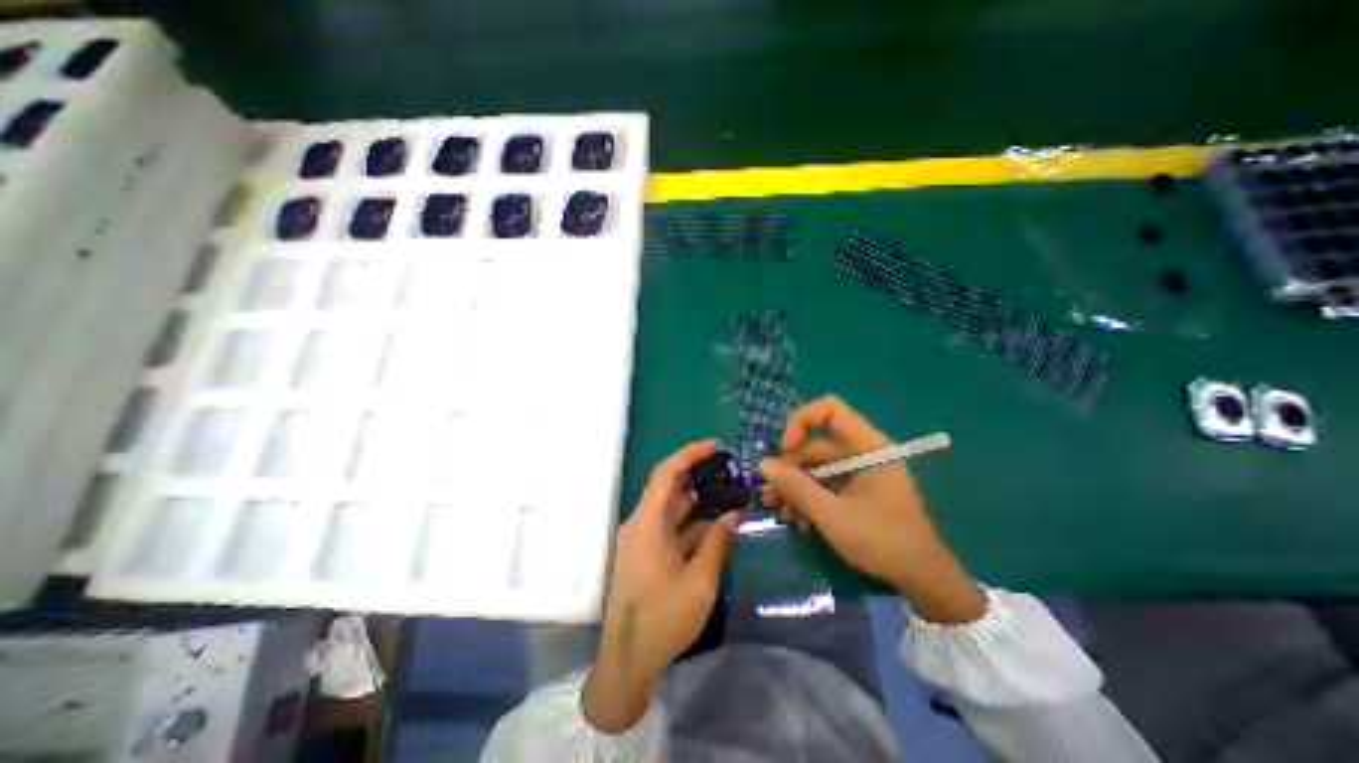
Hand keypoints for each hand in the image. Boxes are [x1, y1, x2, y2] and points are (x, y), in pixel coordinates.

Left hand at [581, 440, 739, 733]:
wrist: (627, 660)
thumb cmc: (662, 619)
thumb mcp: (699, 581)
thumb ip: (717, 543)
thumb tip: (732, 513)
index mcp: (647, 523)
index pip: (666, 473)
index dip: (690, 455)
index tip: (716, 446)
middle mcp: (642, 523)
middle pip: (670, 488)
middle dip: (699, 476)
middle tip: (730, 471)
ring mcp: (643, 539)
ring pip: (673, 508)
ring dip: (700, 501)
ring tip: (730, 493)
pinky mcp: (647, 553)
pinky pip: (672, 528)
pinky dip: (694, 523)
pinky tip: (717, 524)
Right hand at [753, 396, 989, 622]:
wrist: (923, 581)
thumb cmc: (882, 541)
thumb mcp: (832, 514)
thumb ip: (796, 486)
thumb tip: (762, 463)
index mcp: (868, 445)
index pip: (830, 410)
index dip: (801, 422)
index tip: (783, 450)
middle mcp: (862, 452)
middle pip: (815, 444)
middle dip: (789, 467)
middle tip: (768, 493)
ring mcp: (858, 472)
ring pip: (815, 467)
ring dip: (793, 486)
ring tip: (777, 510)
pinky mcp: (855, 490)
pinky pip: (823, 484)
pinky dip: (807, 497)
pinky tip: (794, 519)